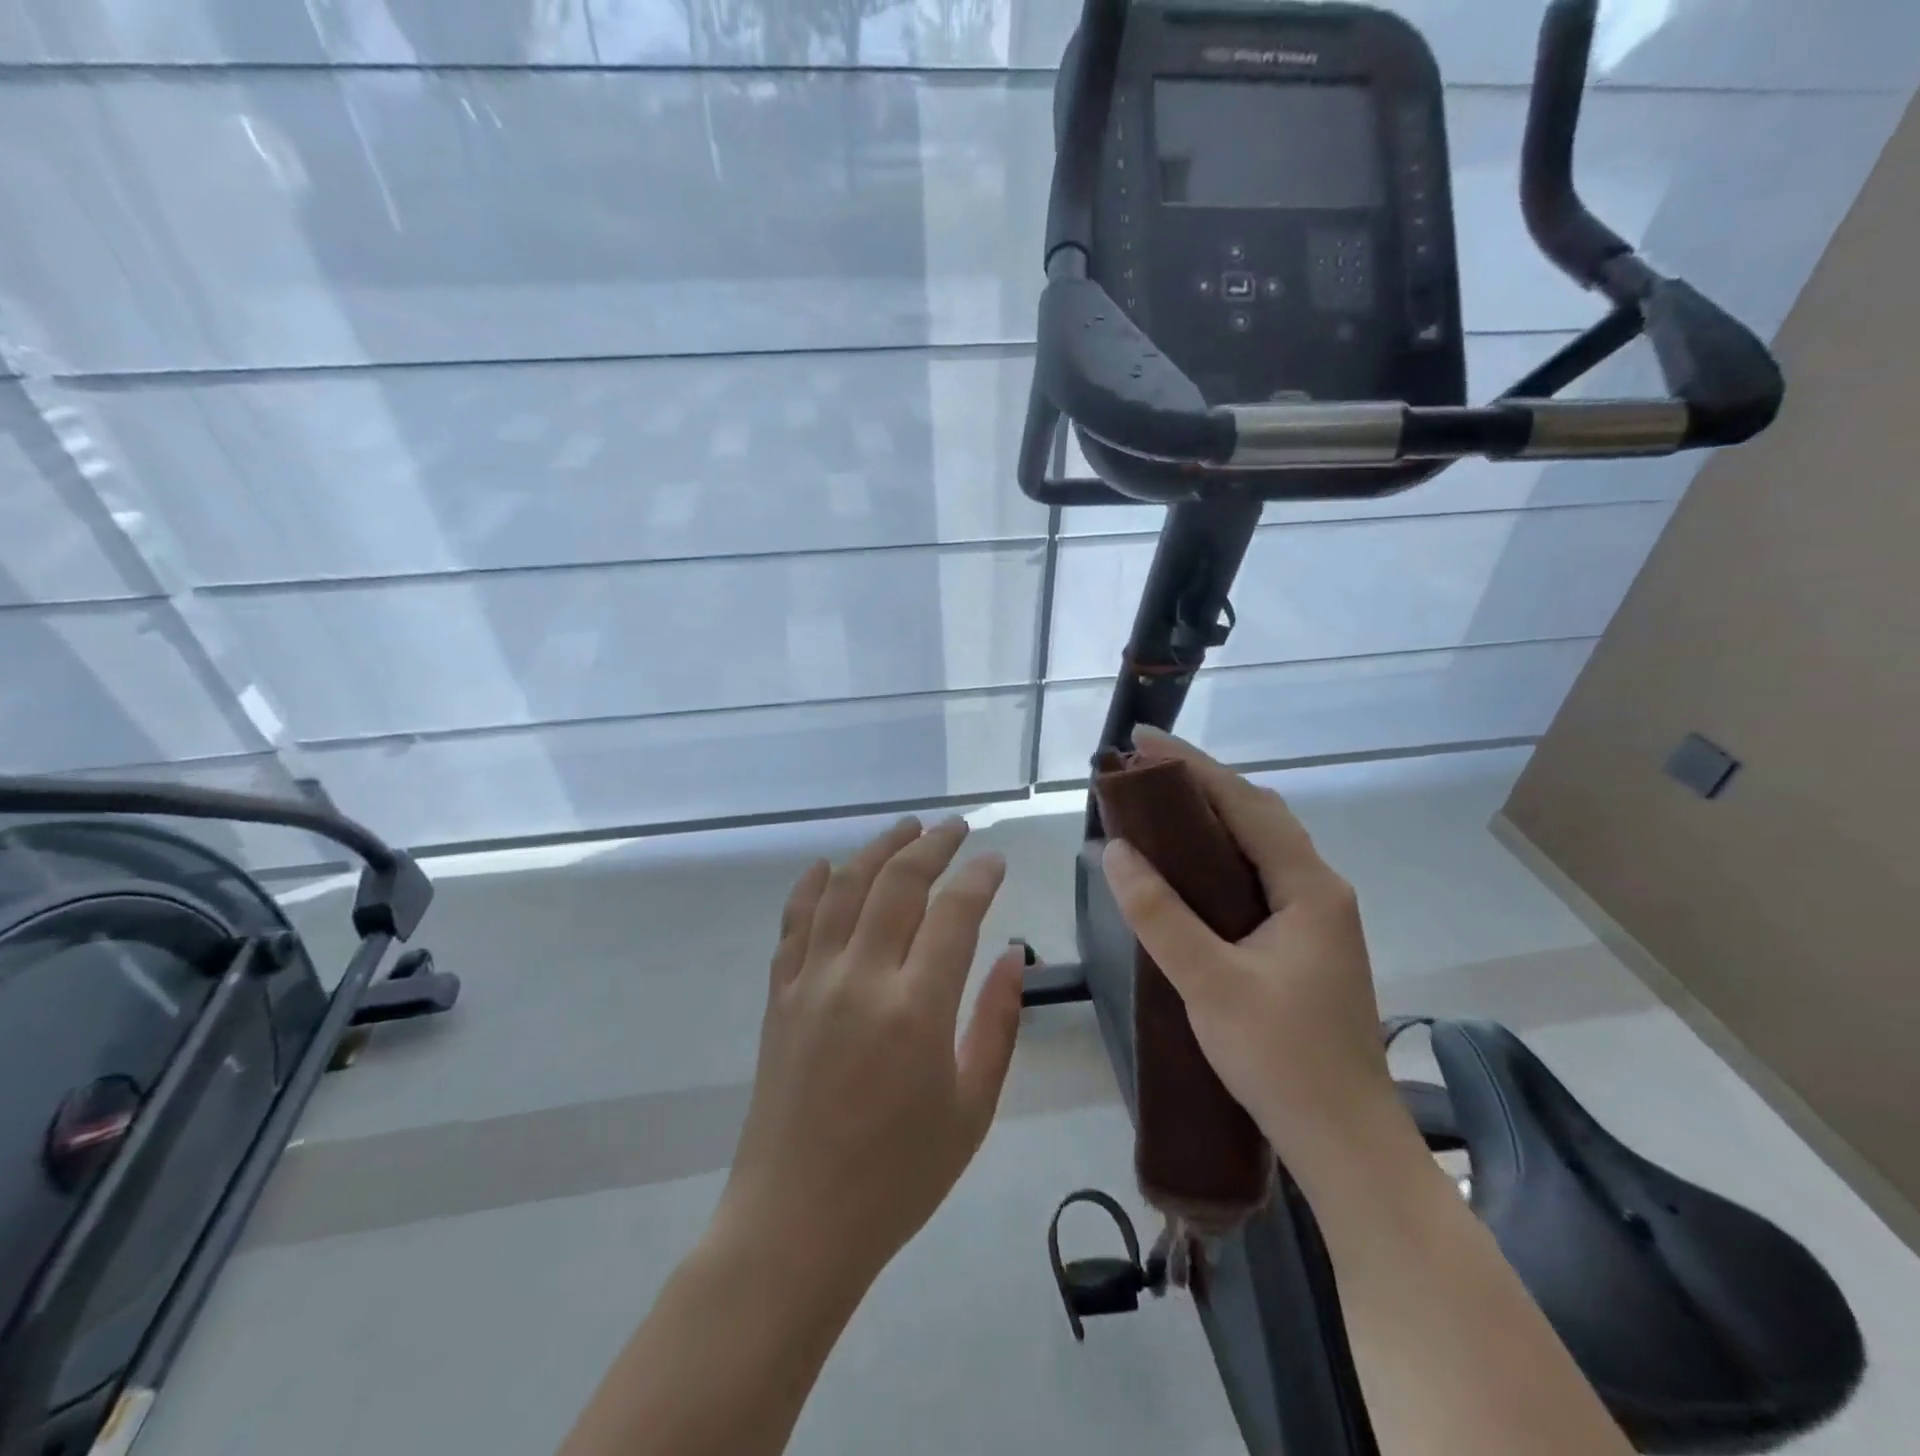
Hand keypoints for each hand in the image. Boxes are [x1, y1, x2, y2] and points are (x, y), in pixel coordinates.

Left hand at [716, 816, 1025, 1289]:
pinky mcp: (779, 996)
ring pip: (844, 888)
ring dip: (876, 849)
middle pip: (897, 883)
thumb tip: (1011, 953)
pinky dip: (811, 886)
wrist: (797, 1223)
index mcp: (916, 1009)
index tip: (995, 859)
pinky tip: (827, 866)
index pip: (954, 912)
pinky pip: (794, 923)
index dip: (978, 876)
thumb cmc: (898, 1176)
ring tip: (905, 828)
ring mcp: (811, 982)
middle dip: (931, 845)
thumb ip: (997, 1022)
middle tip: (954, 828)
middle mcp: (861, 979)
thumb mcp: (972, 1108)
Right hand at [1099, 730, 1400, 1173]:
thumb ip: (1160, 914)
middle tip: (1142, 771)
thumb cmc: (1282, 1060)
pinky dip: (1219, 853)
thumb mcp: (1210, 983)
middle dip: (1200, 783)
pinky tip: (1187, 865)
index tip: (1143, 741)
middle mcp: (1318, 889)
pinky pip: (1256, 874)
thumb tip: (1115, 850)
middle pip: (1257, 814)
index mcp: (1309, 887)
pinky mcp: (1302, 942)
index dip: (1193, 766)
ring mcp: (1315, 917)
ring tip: (1157, 805)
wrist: (1345, 1142)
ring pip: (1259, 844)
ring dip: (1211, 816)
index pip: (1246, 803)